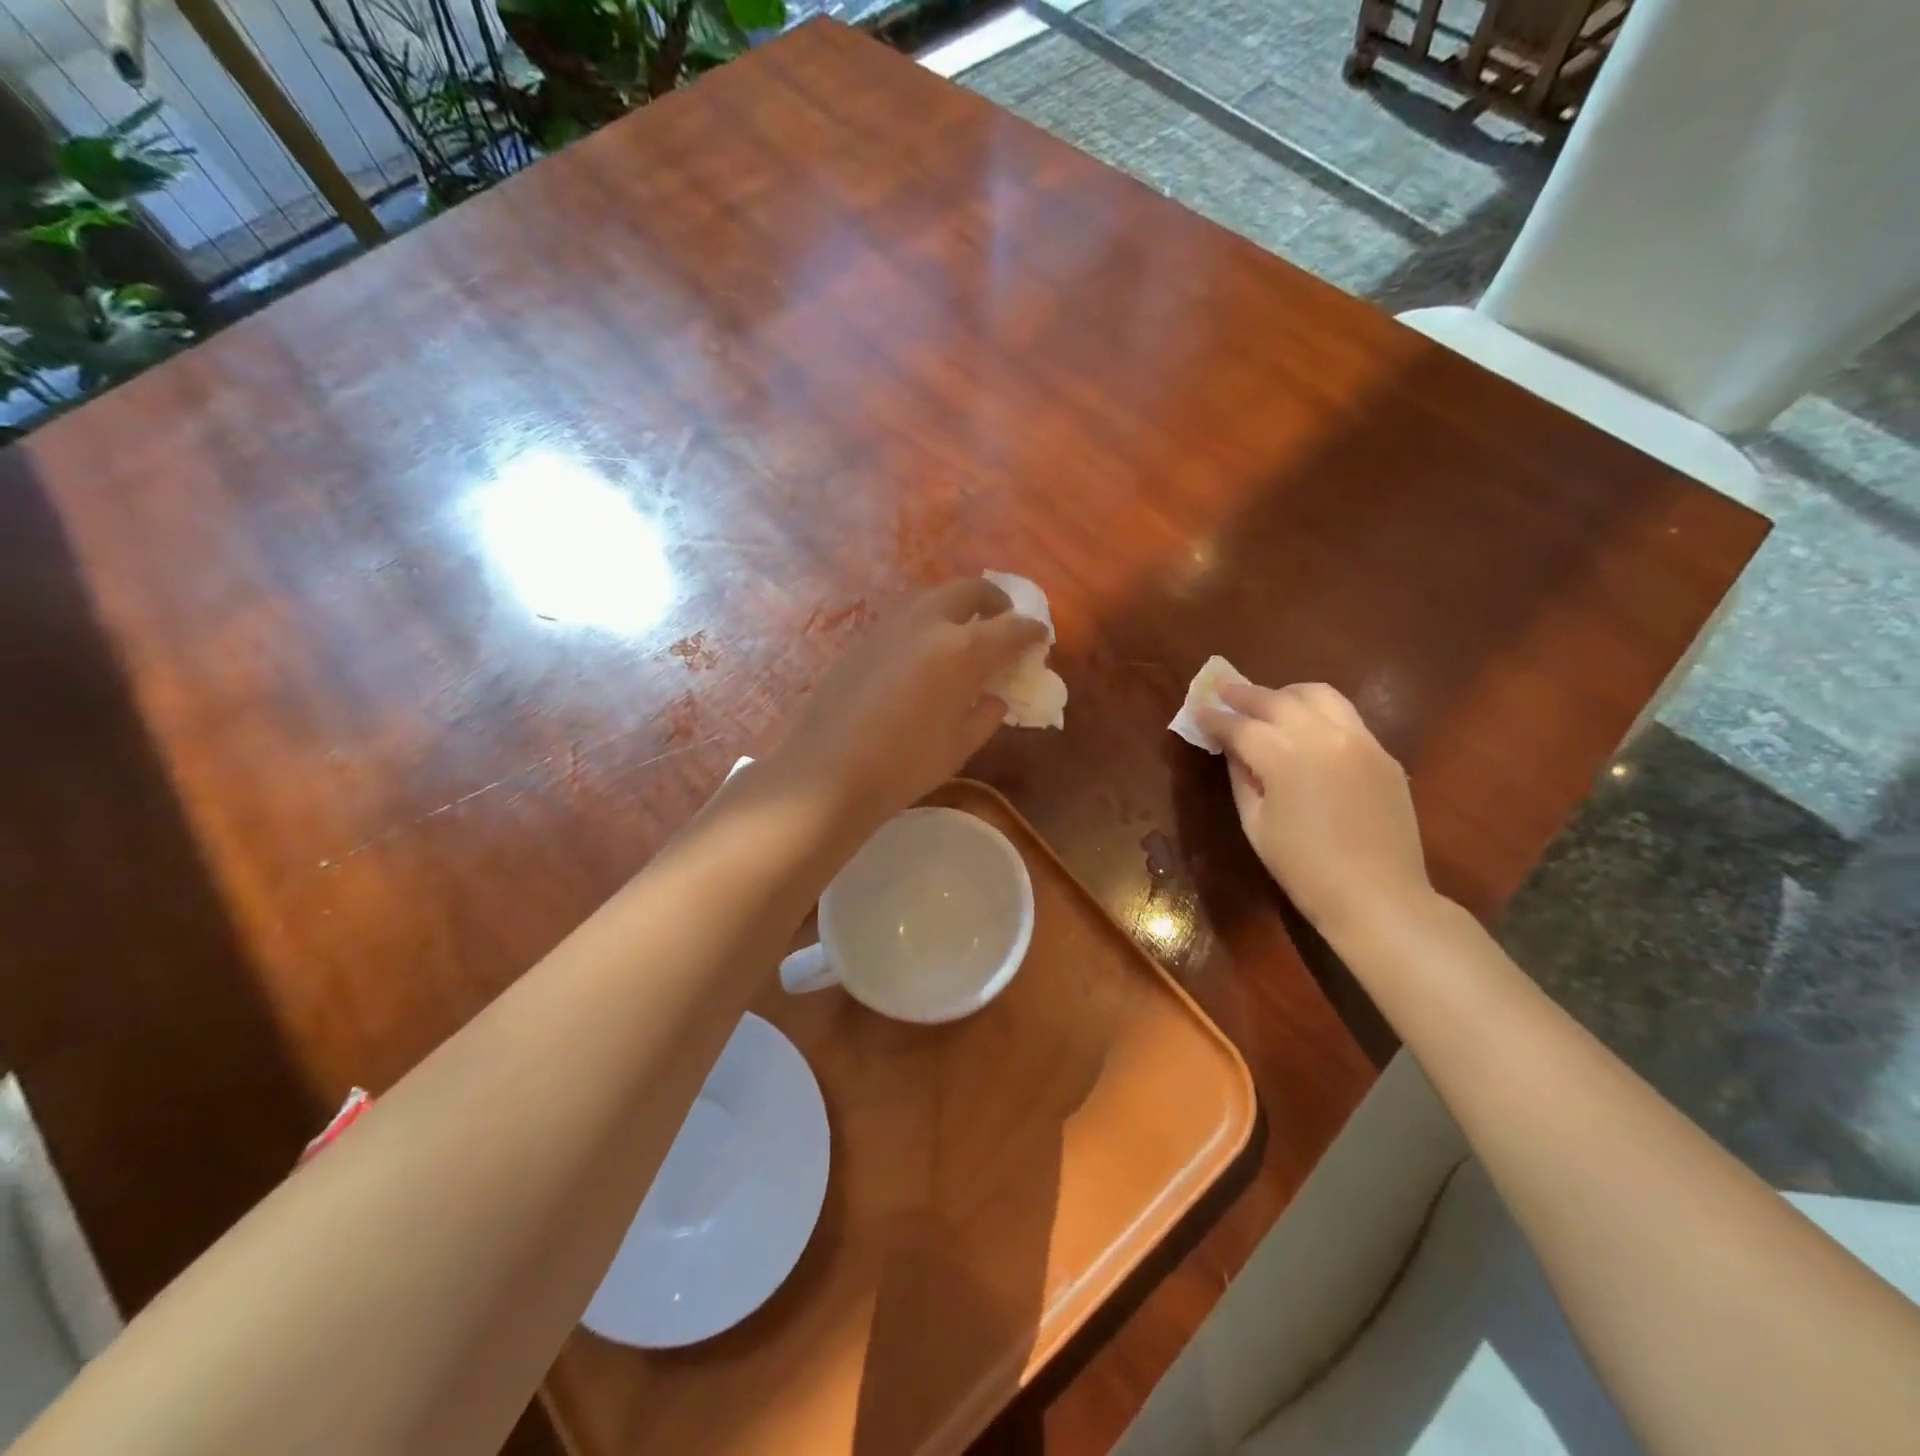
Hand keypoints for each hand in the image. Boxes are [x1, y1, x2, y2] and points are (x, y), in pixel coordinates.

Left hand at [772, 578, 1048, 829]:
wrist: (828, 771)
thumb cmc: (904, 766)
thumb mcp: (959, 746)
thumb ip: (986, 715)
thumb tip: (996, 697)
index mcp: (962, 650)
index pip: (1010, 628)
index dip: (1031, 631)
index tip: (1040, 637)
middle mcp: (927, 624)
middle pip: (970, 591)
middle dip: (994, 601)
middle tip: (1002, 621)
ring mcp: (889, 626)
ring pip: (933, 599)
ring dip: (956, 609)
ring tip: (963, 637)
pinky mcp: (861, 639)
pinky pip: (905, 620)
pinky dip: (926, 626)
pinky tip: (921, 658)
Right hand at [1195, 681, 1431, 935]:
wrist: (1378, 897)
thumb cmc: (1303, 869)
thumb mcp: (1256, 825)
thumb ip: (1241, 778)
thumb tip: (1233, 749)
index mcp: (1284, 756)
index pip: (1240, 726)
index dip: (1215, 718)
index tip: (1197, 710)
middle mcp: (1323, 735)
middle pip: (1277, 700)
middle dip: (1245, 694)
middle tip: (1224, 691)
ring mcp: (1359, 740)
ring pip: (1319, 695)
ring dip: (1287, 693)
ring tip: (1269, 700)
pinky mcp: (1383, 753)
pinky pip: (1347, 718)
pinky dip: (1319, 713)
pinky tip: (1307, 728)